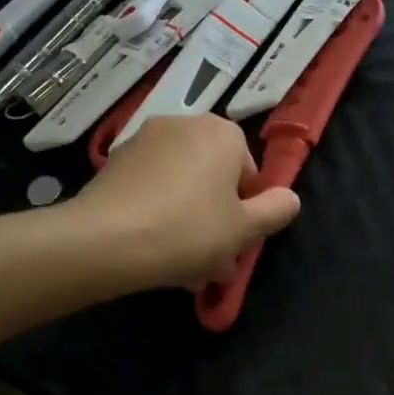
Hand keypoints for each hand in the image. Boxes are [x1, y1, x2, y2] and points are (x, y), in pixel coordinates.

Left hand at [74, 115, 299, 289]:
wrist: (104, 242)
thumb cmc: (188, 230)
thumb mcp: (245, 229)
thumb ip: (276, 210)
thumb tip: (289, 198)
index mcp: (222, 133)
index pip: (249, 172)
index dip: (247, 211)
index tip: (236, 242)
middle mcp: (183, 125)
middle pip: (213, 179)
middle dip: (216, 220)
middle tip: (213, 264)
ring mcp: (143, 142)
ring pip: (181, 187)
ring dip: (189, 223)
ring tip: (184, 270)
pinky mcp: (113, 164)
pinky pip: (151, 190)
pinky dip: (158, 215)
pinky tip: (154, 254)